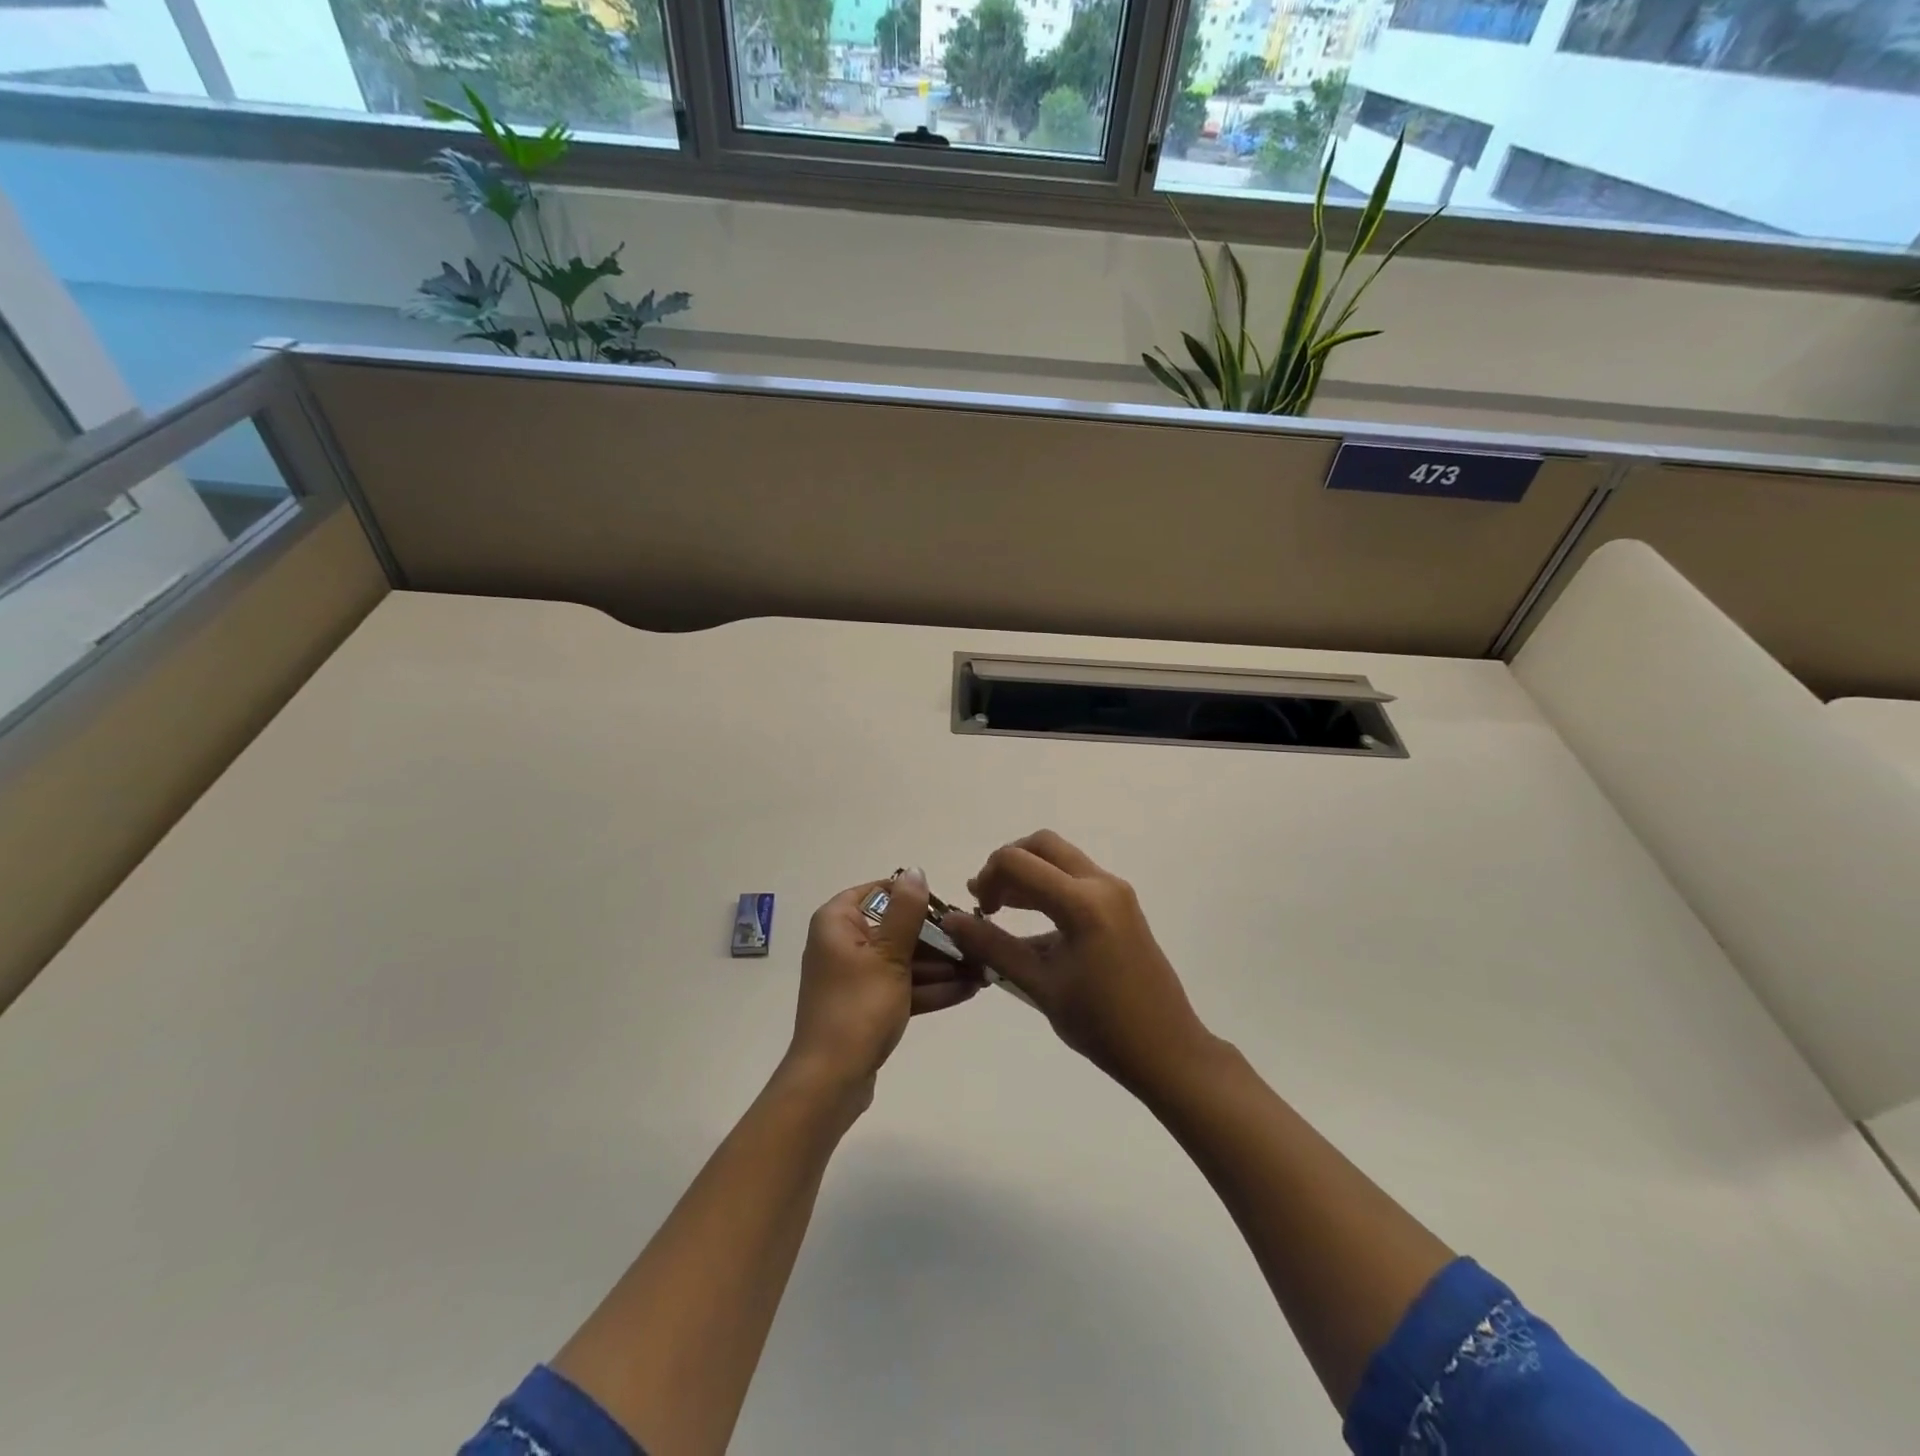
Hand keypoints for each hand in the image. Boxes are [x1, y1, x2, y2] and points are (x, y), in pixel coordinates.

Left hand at [786, 869, 981, 1105]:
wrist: (831, 1081)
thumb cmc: (858, 1007)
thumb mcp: (889, 954)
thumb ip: (907, 911)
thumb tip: (915, 871)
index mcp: (838, 922)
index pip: (880, 892)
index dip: (916, 899)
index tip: (950, 911)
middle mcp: (842, 942)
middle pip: (896, 928)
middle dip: (939, 939)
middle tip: (977, 944)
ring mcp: (855, 976)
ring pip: (903, 960)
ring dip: (942, 966)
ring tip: (983, 969)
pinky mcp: (867, 1005)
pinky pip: (902, 986)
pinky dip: (930, 988)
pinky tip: (969, 989)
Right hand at [940, 831, 1215, 1093]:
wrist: (1167, 1049)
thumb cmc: (1101, 1024)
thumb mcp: (1039, 986)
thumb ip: (993, 947)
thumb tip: (952, 922)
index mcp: (1082, 903)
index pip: (1018, 862)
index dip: (987, 877)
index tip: (977, 910)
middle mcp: (1102, 884)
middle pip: (1042, 845)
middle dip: (1007, 863)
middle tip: (987, 898)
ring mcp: (1117, 892)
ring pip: (1061, 858)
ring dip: (1028, 873)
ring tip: (1000, 907)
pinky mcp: (1123, 905)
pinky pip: (1077, 878)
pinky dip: (1049, 885)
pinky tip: (1033, 921)